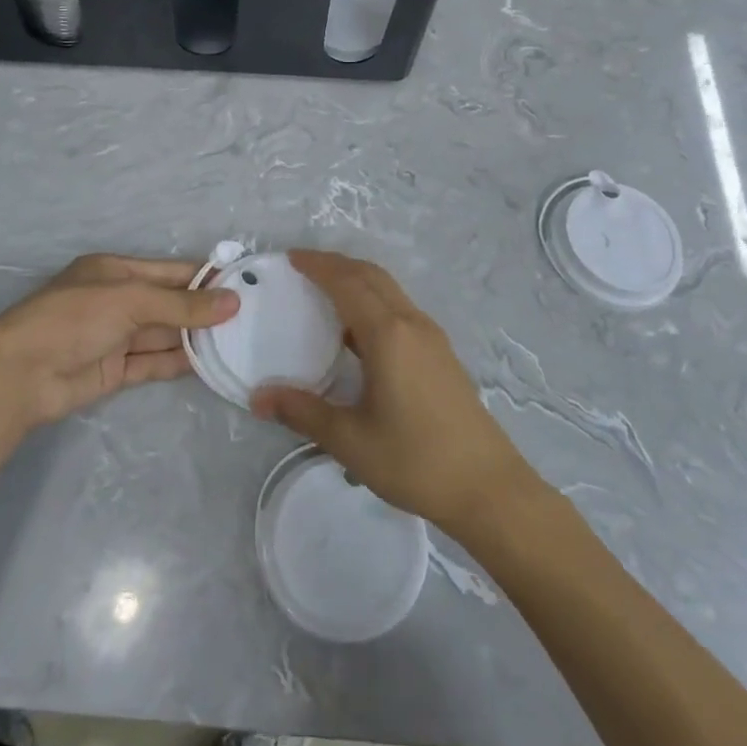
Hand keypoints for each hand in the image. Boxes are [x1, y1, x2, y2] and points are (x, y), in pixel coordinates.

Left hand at [0, 255, 236, 432]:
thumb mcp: (131, 301)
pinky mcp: (115, 371)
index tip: (244, 285)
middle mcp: (118, 301)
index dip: (205, 278)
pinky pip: (154, 363)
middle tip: (250, 317)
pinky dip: (179, 363)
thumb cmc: (73, 319)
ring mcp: (116, 337)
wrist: (19, 374)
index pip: (171, 271)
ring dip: (196, 338)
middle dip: (205, 310)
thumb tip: (233, 302)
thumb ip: (182, 304)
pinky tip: (209, 364)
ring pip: (165, 335)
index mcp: (116, 271)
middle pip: (170, 303)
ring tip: (239, 341)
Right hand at [250, 250, 539, 535]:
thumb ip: (302, 413)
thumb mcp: (350, 440)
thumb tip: (259, 397)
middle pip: (372, 276)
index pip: (348, 283)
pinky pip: (400, 310)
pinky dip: (374, 302)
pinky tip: (357, 334)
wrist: (487, 487)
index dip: (319, 266)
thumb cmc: (415, 460)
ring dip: (358, 281)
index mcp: (388, 334)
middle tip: (303, 268)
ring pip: (390, 291)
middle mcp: (412, 324)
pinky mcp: (441, 354)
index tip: (291, 258)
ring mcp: (431, 338)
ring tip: (325, 293)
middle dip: (337, 264)